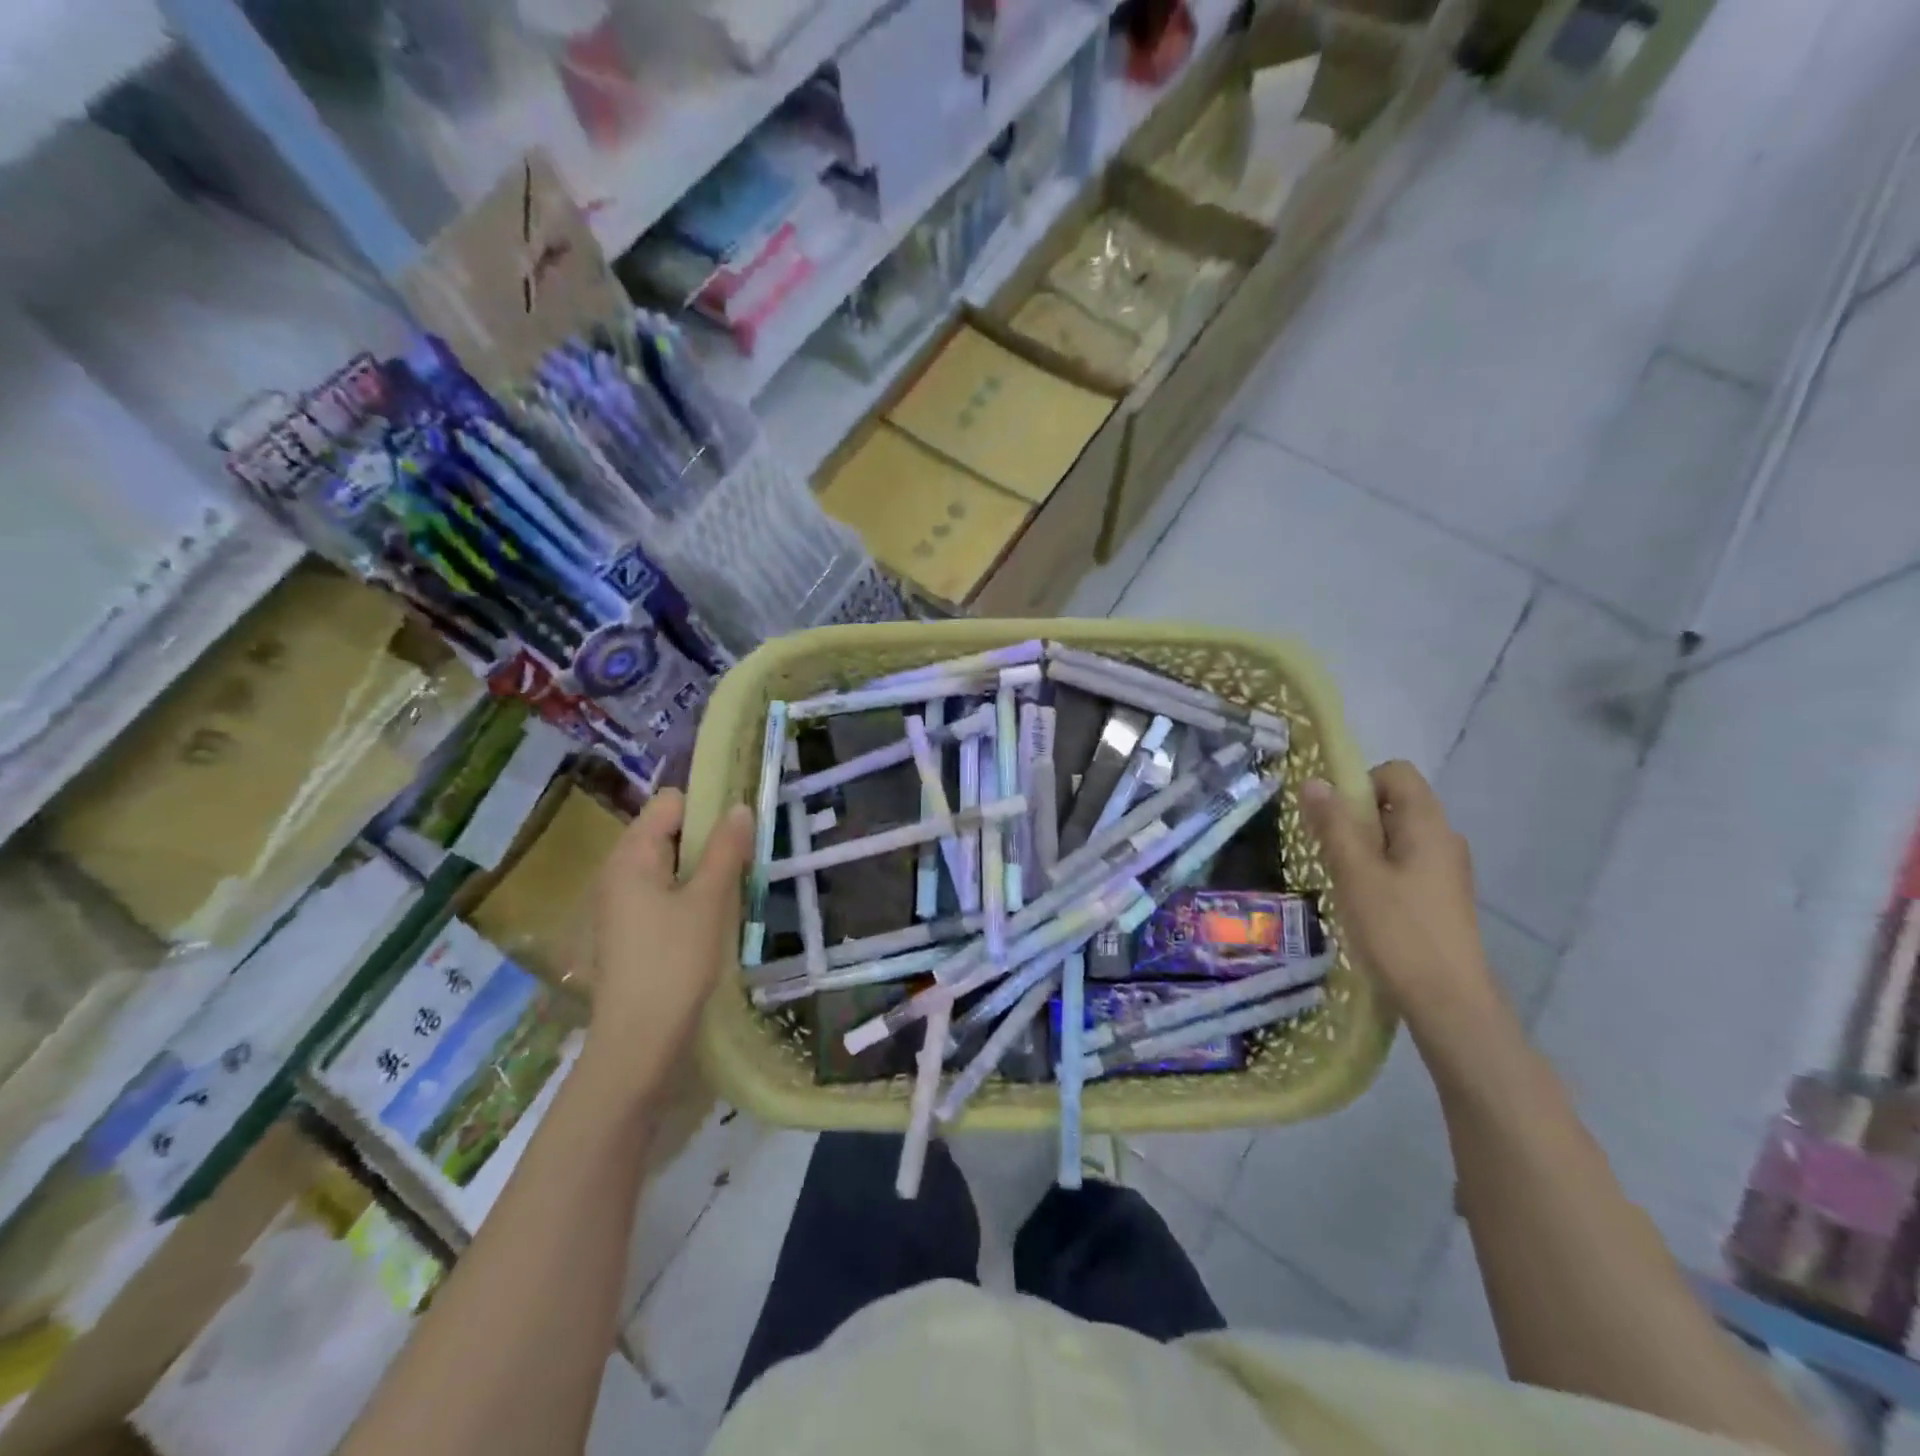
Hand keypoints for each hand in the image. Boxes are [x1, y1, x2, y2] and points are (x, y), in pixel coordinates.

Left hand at [583, 790, 754, 1086]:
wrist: (638, 1043)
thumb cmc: (674, 962)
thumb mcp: (709, 900)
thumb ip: (726, 850)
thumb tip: (740, 807)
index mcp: (631, 856)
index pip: (670, 803)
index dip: (707, 808)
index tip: (741, 830)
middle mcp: (617, 871)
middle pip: (668, 832)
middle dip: (707, 840)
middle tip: (743, 863)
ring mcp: (619, 903)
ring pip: (668, 865)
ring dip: (701, 870)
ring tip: (732, 892)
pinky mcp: (628, 930)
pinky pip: (662, 893)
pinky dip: (688, 895)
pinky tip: (711, 919)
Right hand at [1301, 762, 1503, 1039]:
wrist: (1448, 1002)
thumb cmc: (1397, 930)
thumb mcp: (1355, 873)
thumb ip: (1334, 825)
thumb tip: (1314, 782)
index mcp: (1428, 825)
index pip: (1396, 773)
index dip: (1360, 783)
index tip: (1334, 818)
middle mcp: (1445, 839)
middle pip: (1395, 804)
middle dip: (1355, 819)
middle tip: (1331, 853)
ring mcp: (1447, 871)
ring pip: (1397, 837)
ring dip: (1364, 848)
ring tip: (1343, 881)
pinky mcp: (1442, 898)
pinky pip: (1405, 865)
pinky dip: (1379, 871)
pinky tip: (1363, 904)